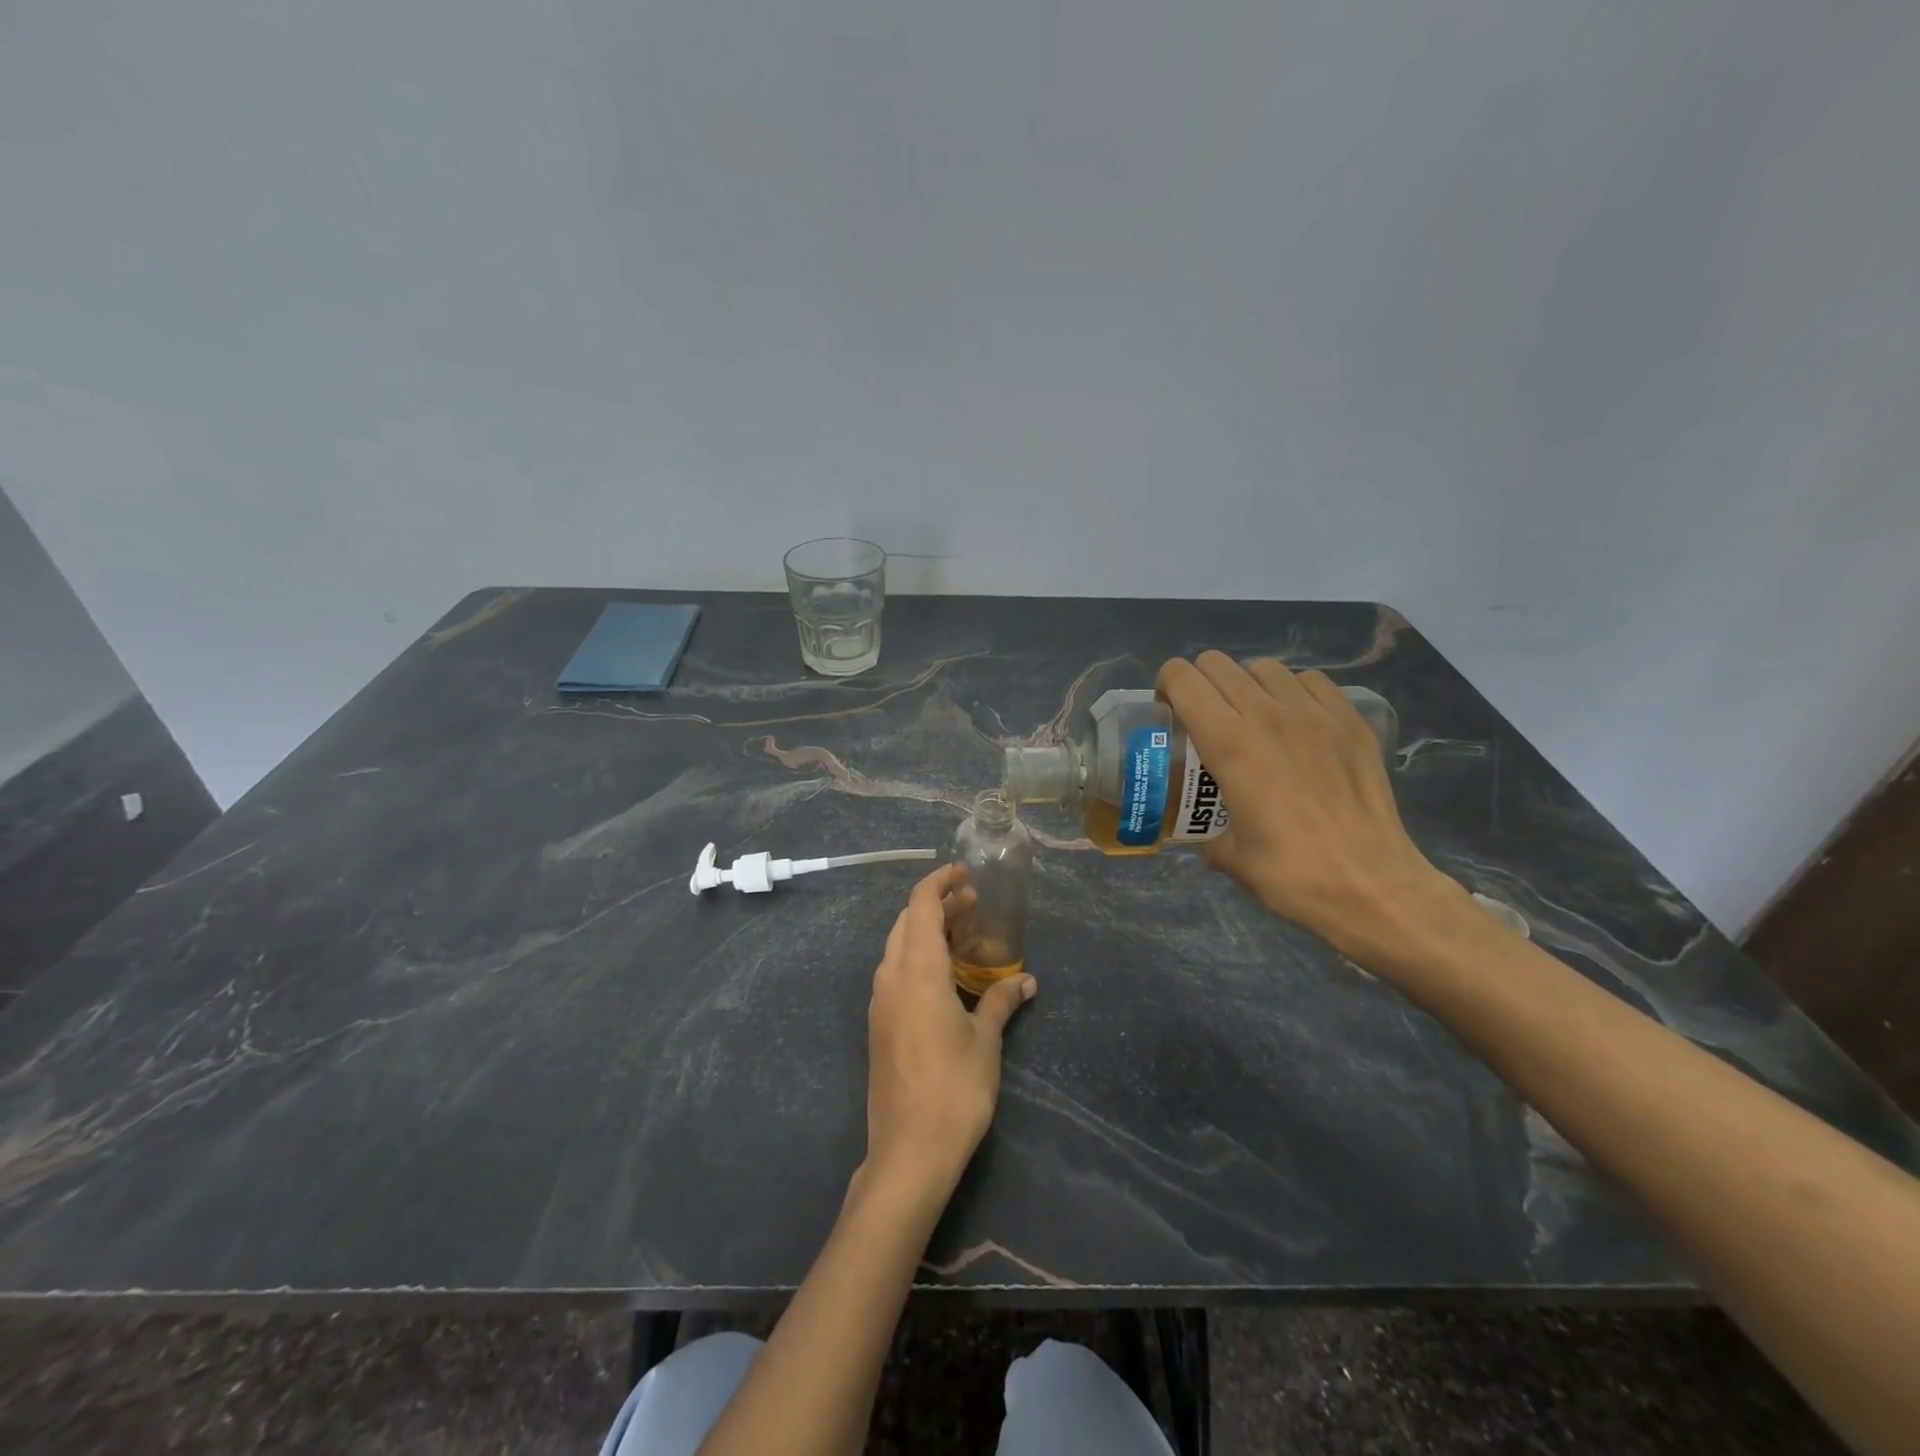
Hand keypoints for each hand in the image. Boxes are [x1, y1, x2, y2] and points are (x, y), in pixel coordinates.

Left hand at [864, 864, 1035, 1191]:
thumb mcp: (985, 1041)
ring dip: (924, 930)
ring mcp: (879, 1002)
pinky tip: (943, 975)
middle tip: (971, 904)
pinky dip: (916, 956)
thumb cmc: (954, 1089)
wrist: (908, 1151)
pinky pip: (894, 972)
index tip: (964, 874)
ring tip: (961, 934)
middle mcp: (891, 977)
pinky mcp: (878, 1025)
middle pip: (906, 922)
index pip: (920, 906)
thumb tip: (1028, 982)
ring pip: (896, 947)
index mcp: (917, 971)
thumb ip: (1000, 1001)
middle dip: (936, 904)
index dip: (940, 883)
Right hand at [1157, 652, 1471, 969]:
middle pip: (1218, 664)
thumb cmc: (1291, 874)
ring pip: (1265, 668)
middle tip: (1205, 717)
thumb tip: (1204, 834)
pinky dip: (1294, 692)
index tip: (1168, 711)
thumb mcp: (1229, 856)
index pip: (1183, 679)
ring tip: (1252, 718)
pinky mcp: (1351, 721)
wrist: (1373, 886)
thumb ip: (1207, 833)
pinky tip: (1296, 723)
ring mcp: (1314, 714)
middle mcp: (1268, 715)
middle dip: (1201, 683)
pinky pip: (1312, 682)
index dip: (1166, 685)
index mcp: (1229, 744)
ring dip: (1247, 685)